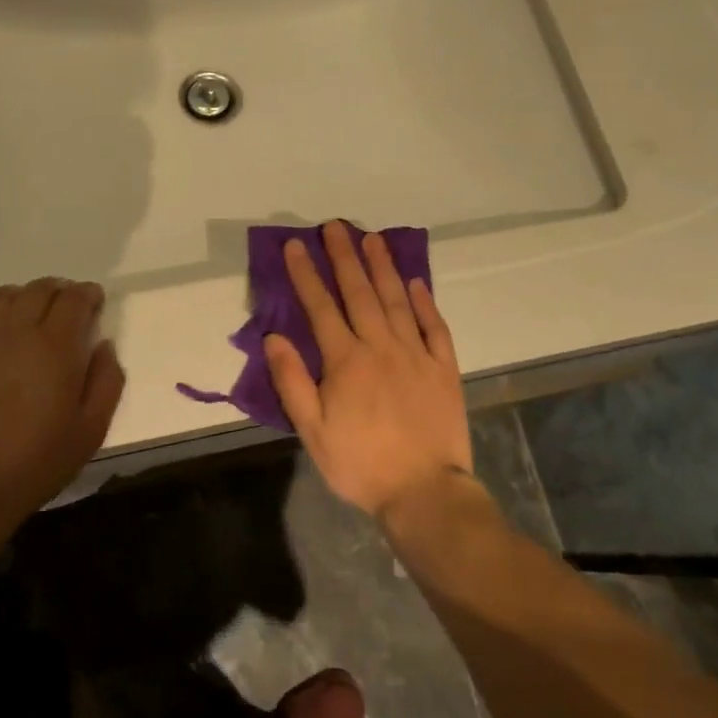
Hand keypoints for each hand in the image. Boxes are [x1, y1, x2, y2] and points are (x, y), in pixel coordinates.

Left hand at [0, 278, 124, 519]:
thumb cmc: (38, 460)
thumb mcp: (92, 429)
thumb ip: (107, 381)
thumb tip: (104, 345)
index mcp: (57, 345)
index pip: (75, 298)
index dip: (88, 294)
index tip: (94, 303)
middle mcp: (17, 330)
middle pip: (40, 289)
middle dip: (59, 292)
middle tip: (66, 310)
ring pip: (2, 295)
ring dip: (22, 297)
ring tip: (28, 315)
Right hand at [264, 221, 471, 520]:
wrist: (424, 492)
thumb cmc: (361, 464)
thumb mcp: (313, 431)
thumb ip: (292, 381)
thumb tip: (273, 337)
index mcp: (346, 360)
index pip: (321, 306)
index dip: (307, 273)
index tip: (296, 245)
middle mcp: (381, 346)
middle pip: (360, 292)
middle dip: (345, 256)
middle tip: (336, 225)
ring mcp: (416, 354)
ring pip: (397, 300)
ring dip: (383, 267)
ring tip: (373, 238)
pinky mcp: (444, 368)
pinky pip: (434, 327)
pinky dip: (424, 302)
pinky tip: (416, 282)